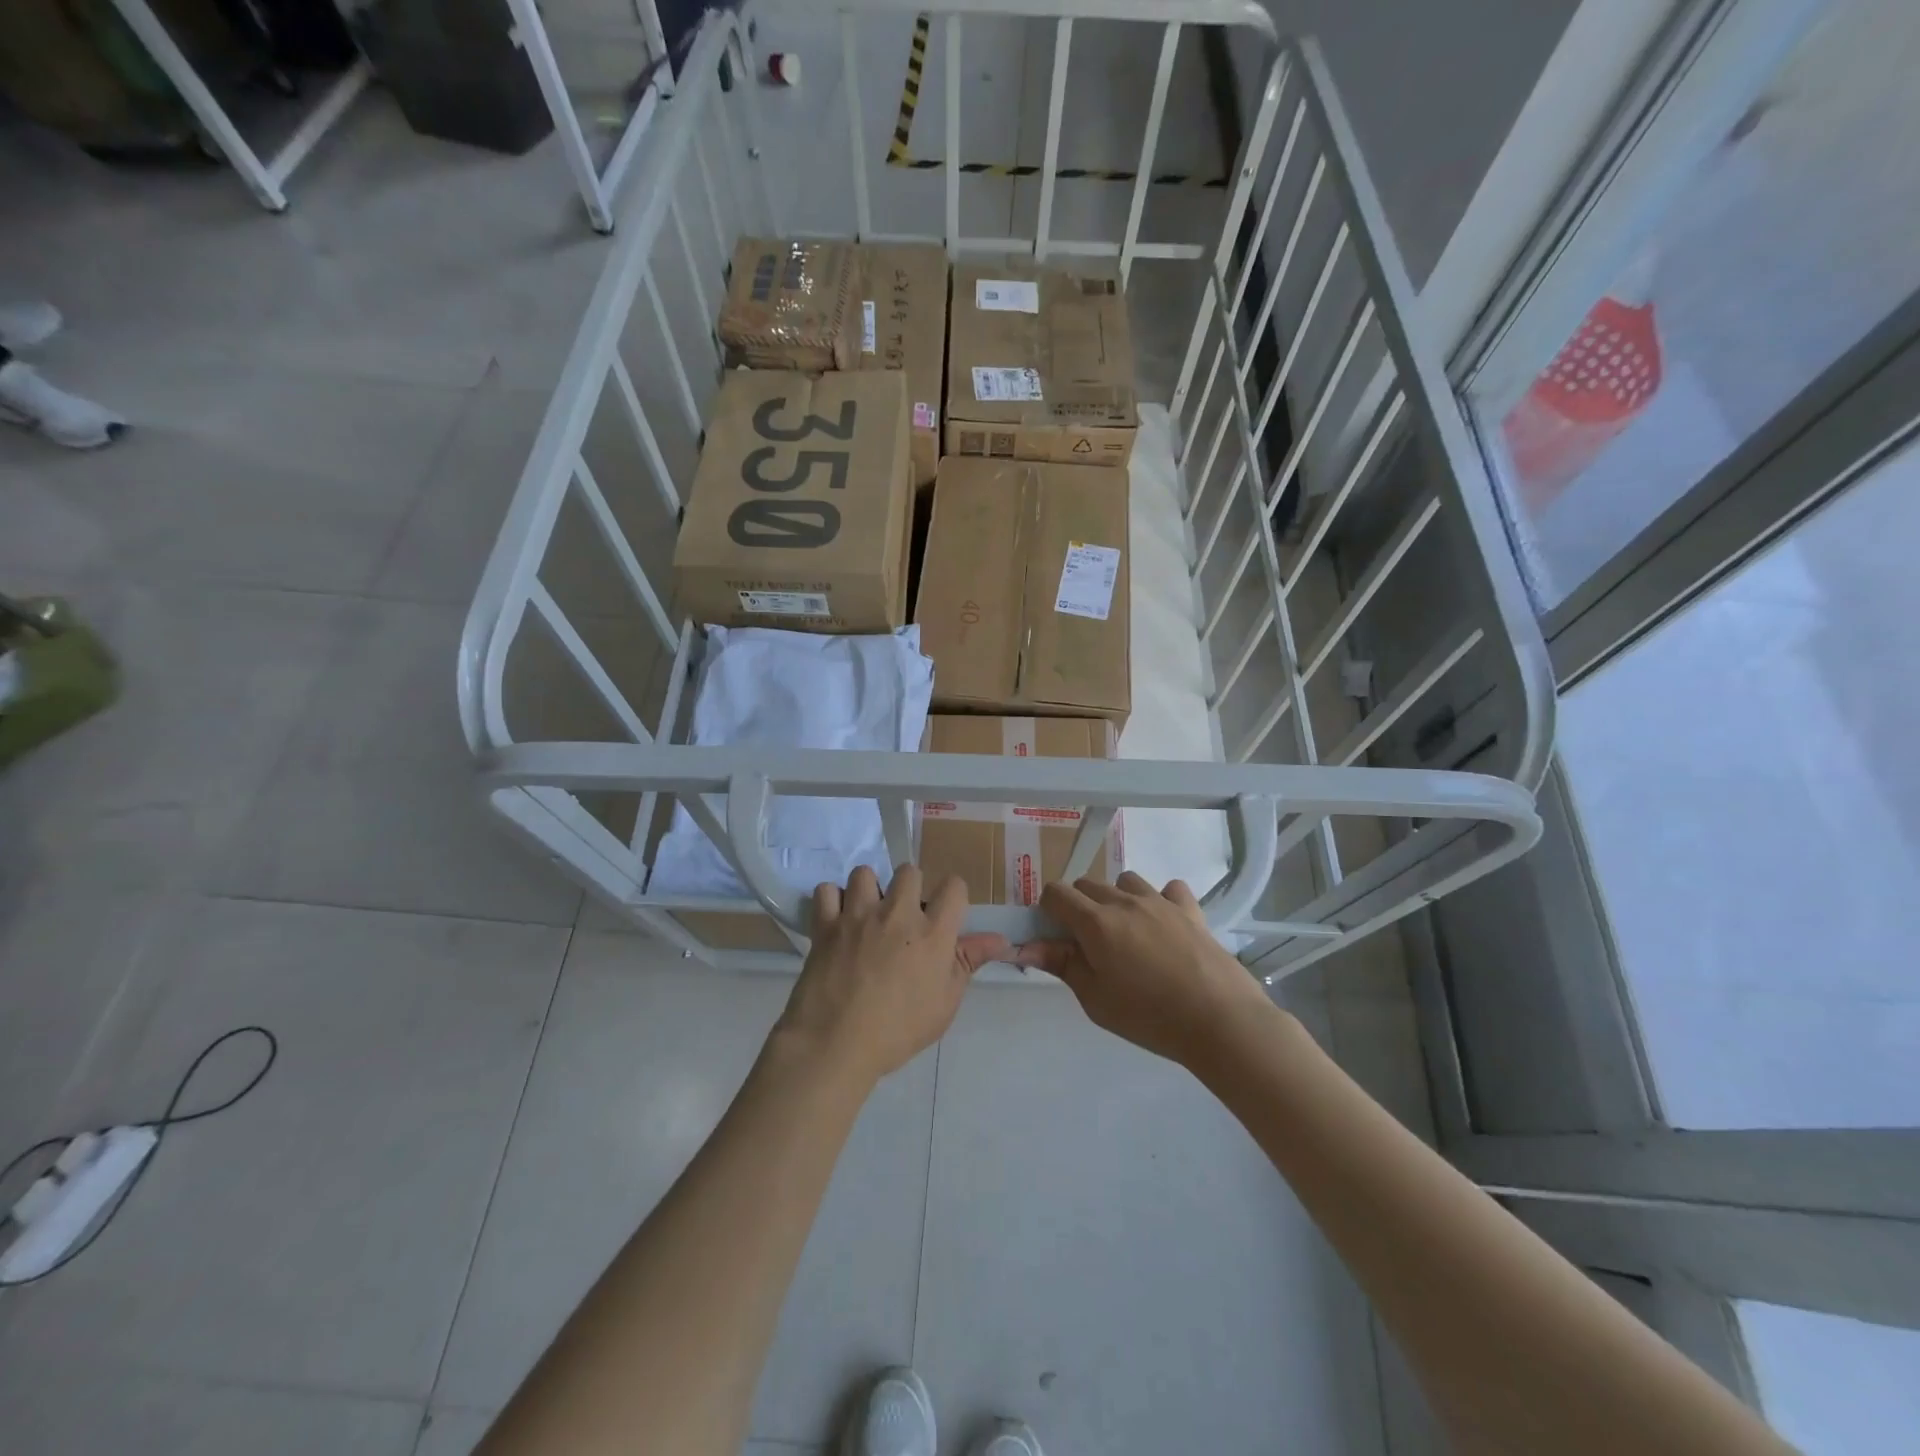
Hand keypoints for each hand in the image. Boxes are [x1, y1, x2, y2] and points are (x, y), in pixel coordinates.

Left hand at [775, 864, 1008, 1088]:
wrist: (837, 1044)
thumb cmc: (899, 1030)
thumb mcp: (945, 1003)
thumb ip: (969, 962)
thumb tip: (1001, 940)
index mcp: (933, 932)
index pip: (954, 886)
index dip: (952, 896)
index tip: (944, 914)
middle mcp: (898, 914)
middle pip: (909, 871)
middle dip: (909, 888)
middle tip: (902, 916)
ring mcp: (859, 915)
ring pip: (865, 873)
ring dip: (868, 890)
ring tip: (866, 914)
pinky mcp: (826, 924)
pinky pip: (826, 890)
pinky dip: (831, 902)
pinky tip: (836, 921)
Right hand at [1013, 872, 1271, 1067]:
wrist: (1219, 1020)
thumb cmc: (1148, 1015)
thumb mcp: (1095, 999)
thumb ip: (1062, 964)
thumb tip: (1026, 945)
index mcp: (1095, 922)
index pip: (1056, 893)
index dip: (1048, 911)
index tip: (1056, 937)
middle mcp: (1124, 901)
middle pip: (1087, 883)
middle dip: (1079, 906)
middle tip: (1090, 944)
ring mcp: (1160, 901)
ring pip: (1125, 881)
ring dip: (1117, 899)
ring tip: (1127, 933)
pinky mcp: (1190, 909)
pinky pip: (1169, 889)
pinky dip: (1161, 900)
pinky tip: (1165, 926)